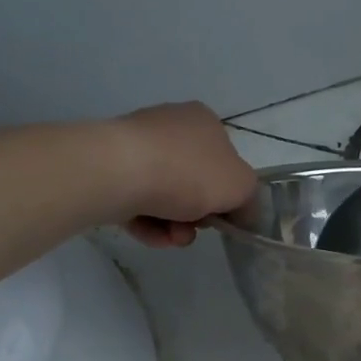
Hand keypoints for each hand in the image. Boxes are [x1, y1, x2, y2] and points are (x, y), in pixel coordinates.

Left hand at [107, 102, 257, 246]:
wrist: (120, 172)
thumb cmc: (189, 173)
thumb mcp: (242, 186)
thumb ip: (249, 199)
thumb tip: (240, 211)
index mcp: (204, 122)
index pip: (226, 162)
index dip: (228, 195)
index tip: (223, 217)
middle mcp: (171, 127)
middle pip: (195, 183)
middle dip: (197, 215)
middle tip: (194, 229)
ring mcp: (138, 146)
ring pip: (166, 197)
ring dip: (174, 225)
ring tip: (171, 237)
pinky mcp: (111, 168)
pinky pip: (138, 202)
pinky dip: (148, 223)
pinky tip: (150, 235)